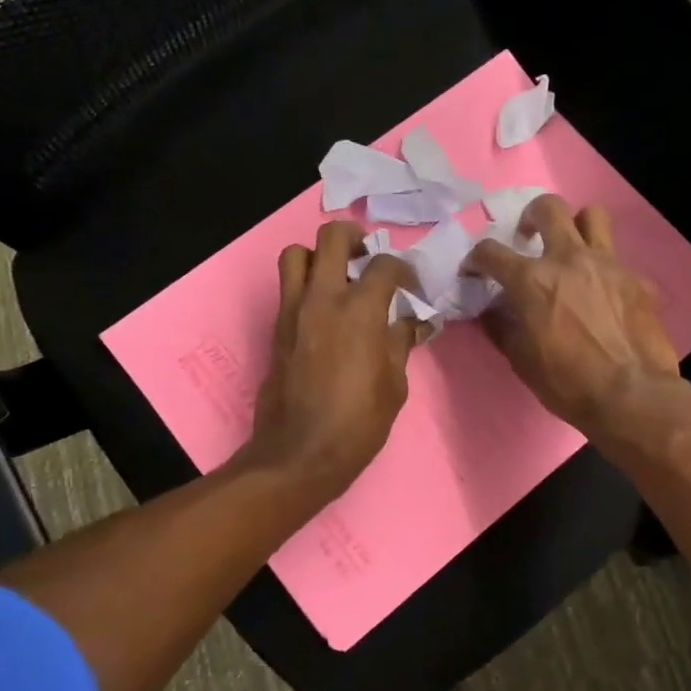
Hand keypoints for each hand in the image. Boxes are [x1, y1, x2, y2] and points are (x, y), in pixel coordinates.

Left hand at [243, 221, 427, 497]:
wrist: (300, 452)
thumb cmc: (358, 422)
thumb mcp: (395, 384)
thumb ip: (401, 343)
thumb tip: (413, 321)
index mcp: (360, 309)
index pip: (385, 264)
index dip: (404, 269)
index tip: (411, 287)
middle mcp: (323, 298)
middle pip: (331, 237)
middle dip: (354, 239)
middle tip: (367, 258)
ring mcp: (293, 310)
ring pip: (296, 254)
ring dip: (318, 256)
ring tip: (337, 277)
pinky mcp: (277, 328)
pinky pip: (287, 287)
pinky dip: (305, 285)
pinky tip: (325, 311)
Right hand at [464, 196, 682, 440]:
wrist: (632, 395)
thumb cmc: (567, 382)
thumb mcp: (521, 360)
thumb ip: (502, 327)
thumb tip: (492, 311)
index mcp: (532, 280)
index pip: (491, 252)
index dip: (476, 258)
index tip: (474, 269)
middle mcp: (569, 259)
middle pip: (548, 208)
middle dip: (531, 215)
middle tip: (528, 236)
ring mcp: (607, 264)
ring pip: (592, 215)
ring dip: (577, 225)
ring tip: (571, 247)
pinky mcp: (636, 278)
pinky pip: (618, 258)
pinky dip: (604, 268)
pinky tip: (604, 292)